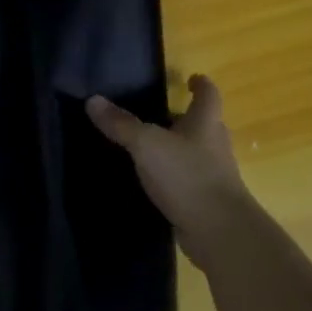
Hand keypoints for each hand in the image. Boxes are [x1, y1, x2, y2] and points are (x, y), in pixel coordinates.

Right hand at [87, 74, 259, 266]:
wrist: (219, 231)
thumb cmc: (187, 175)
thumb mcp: (147, 145)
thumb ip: (121, 124)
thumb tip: (93, 100)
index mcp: (206, 123)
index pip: (208, 94)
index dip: (200, 84)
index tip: (191, 79)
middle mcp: (214, 145)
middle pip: (203, 124)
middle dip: (184, 118)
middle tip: (157, 115)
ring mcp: (214, 175)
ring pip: (195, 153)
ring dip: (177, 149)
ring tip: (148, 149)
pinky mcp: (207, 201)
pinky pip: (189, 181)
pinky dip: (174, 178)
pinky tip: (153, 183)